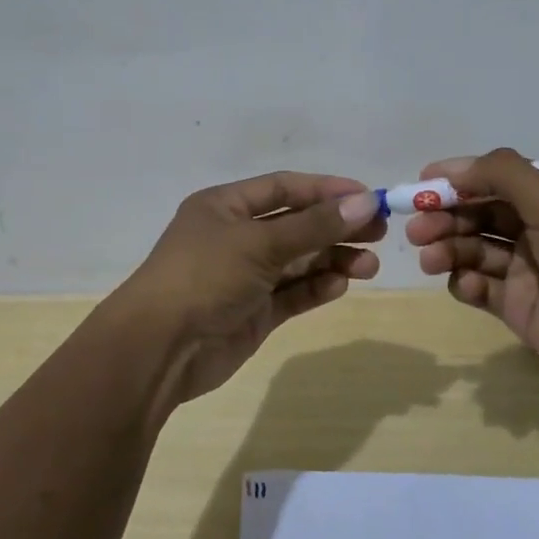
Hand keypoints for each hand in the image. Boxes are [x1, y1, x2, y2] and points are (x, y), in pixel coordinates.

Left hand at [112, 172, 383, 404]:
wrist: (159, 349)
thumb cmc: (204, 277)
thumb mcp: (259, 243)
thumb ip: (314, 225)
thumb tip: (366, 202)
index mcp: (224, 207)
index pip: (283, 188)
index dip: (325, 190)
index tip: (368, 196)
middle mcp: (235, 237)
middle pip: (296, 225)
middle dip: (336, 227)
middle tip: (379, 232)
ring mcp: (245, 277)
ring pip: (299, 261)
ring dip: (333, 259)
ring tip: (370, 265)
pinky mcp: (253, 312)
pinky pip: (293, 293)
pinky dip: (317, 287)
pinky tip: (342, 284)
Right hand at [404, 148, 538, 394]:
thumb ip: (503, 174)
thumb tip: (454, 167)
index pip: (499, 178)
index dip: (461, 178)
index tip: (423, 182)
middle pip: (479, 213)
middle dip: (446, 216)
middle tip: (417, 227)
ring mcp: (528, 269)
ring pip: (474, 249)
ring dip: (448, 248)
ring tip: (429, 257)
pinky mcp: (518, 307)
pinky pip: (480, 288)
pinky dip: (465, 283)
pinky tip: (466, 286)